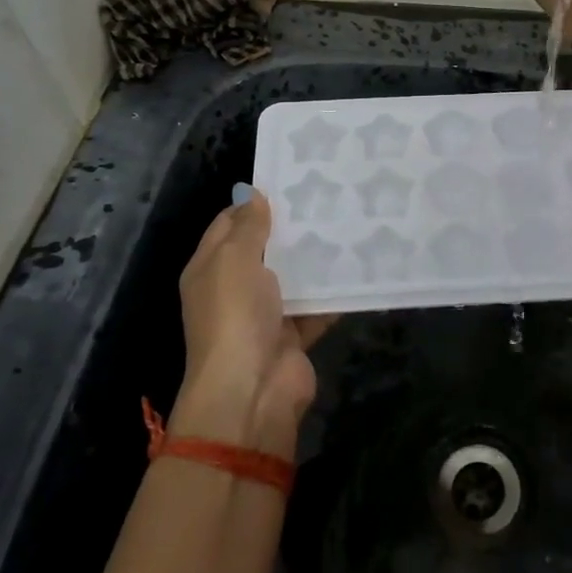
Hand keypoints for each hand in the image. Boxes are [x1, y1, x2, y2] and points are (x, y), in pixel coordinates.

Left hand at [174, 187, 334, 455]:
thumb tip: (251, 193)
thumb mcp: (233, 260)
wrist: (252, 391)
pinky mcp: (294, 335)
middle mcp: (235, 289)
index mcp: (210, 268)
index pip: (229, 224)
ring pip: (294, 277)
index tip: (291, 181)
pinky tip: (361, 265)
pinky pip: (317, 306)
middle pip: (265, 249)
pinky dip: (335, 292)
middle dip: (292, 227)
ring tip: (351, 223)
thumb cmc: (235, 316)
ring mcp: (265, 314)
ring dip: (316, 258)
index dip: (254, 203)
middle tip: (329, 197)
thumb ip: (246, 226)